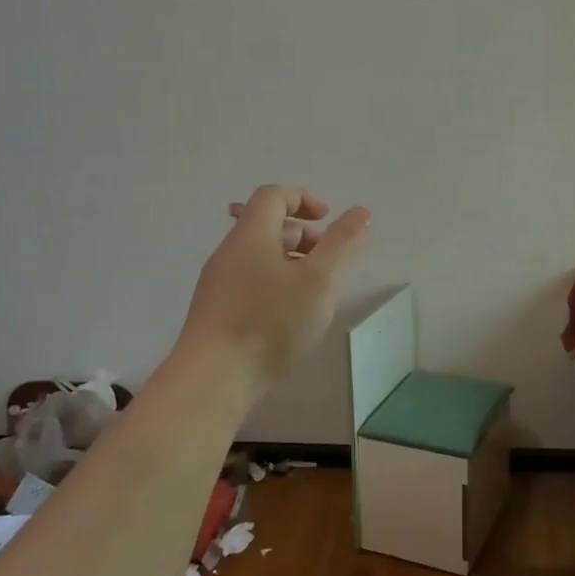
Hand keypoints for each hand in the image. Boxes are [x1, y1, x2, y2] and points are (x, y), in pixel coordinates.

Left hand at [173, 185, 371, 399]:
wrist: (212, 380)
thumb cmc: (270, 321)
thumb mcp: (320, 279)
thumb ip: (343, 242)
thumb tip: (361, 212)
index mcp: (251, 235)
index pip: (273, 195)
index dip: (303, 198)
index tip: (327, 220)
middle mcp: (229, 253)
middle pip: (267, 226)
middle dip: (304, 236)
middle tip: (329, 262)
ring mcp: (218, 284)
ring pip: (260, 258)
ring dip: (292, 264)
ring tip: (316, 294)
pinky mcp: (216, 313)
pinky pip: (251, 283)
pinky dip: (276, 286)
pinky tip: (291, 319)